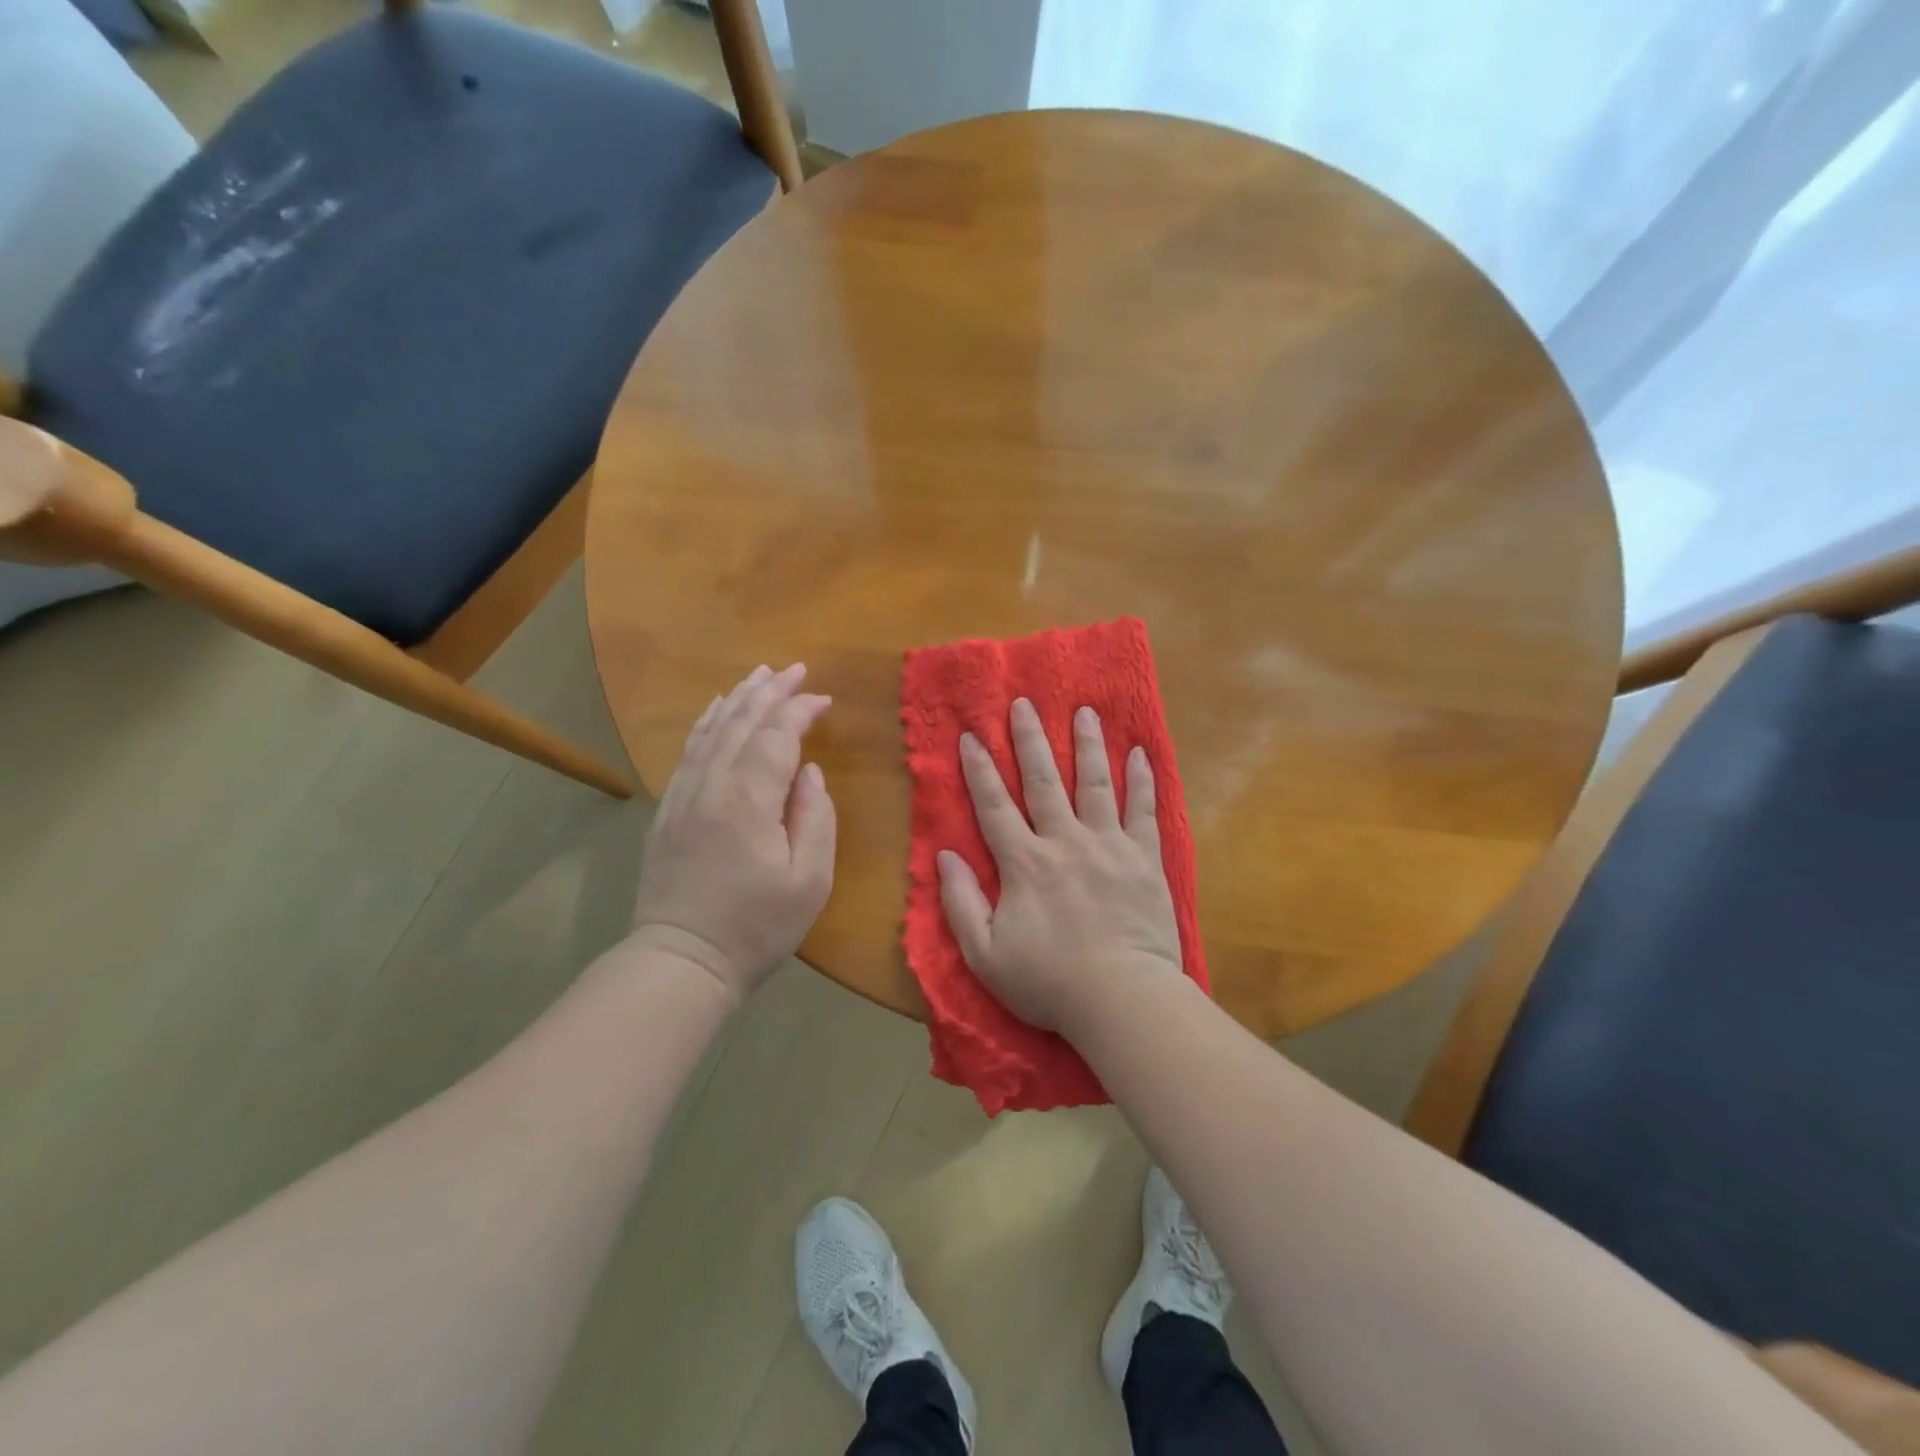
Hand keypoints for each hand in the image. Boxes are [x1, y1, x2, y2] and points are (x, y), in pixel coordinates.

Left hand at [629, 663, 836, 1004]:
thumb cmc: (756, 926)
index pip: (777, 736)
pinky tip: (715, 712)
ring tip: (758, 676)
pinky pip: (689, 752)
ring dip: (737, 699)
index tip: (823, 699)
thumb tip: (810, 773)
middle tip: (793, 669)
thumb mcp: (809, 881)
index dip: (799, 710)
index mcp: (749, 799)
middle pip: (741, 722)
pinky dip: (706, 724)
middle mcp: (712, 785)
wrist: (682, 960)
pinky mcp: (668, 810)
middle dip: (769, 691)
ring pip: (711, 731)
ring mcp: (684, 796)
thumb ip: (815, 819)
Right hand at [937, 698, 1182, 1034]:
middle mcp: (1064, 841)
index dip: (979, 769)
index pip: (994, 806)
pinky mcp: (1144, 858)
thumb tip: (944, 855)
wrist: (1122, 999)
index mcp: (1024, 863)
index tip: (971, 735)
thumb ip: (961, 902)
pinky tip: (1139, 754)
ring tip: (1084, 711)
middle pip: (1043, 781)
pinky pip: (1143, 810)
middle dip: (1030, 739)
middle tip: (1023, 703)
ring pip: (1095, 783)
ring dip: (1087, 744)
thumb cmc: (1049, 982)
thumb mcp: (985, 954)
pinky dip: (1141, 780)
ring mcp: (1108, 845)